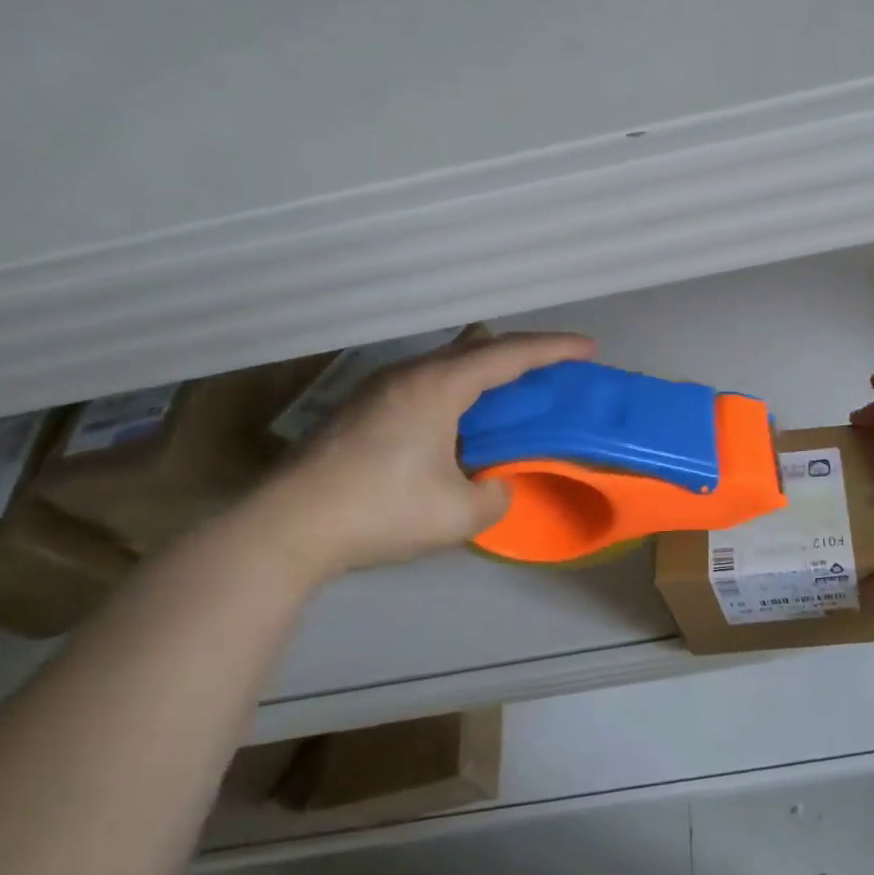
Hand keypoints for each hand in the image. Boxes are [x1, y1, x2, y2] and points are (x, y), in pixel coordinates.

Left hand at [248, 326, 596, 580]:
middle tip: (553, 372)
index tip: (589, 347)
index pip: (509, 354)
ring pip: (447, 362)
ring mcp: (379, 388)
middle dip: (522, 353)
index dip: (554, 348)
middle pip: (478, 346)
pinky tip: (458, 421)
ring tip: (509, 396)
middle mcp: (409, 374)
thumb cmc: (379, 512)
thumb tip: (495, 485)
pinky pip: (426, 381)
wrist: (284, 527)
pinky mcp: (361, 408)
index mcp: (438, 387)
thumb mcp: (459, 514)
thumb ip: (496, 494)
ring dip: (485, 372)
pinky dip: (458, 389)